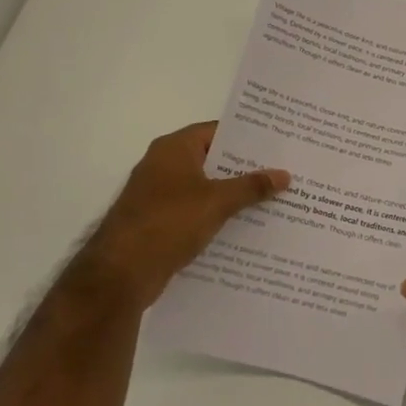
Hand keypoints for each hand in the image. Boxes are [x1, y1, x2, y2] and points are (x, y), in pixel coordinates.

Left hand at [71, 123, 288, 311]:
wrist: (120, 273)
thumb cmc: (168, 223)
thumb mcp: (217, 201)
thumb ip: (252, 186)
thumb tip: (284, 174)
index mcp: (174, 149)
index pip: (217, 131)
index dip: (248, 136)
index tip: (278, 143)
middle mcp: (164, 165)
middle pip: (213, 159)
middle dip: (246, 167)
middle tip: (284, 170)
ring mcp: (159, 195)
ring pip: (206, 187)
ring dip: (234, 194)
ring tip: (274, 198)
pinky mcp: (159, 221)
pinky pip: (197, 210)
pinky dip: (218, 215)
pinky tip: (246, 226)